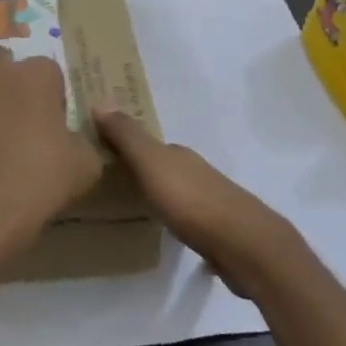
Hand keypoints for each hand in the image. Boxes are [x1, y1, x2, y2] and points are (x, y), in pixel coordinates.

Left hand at [0, 48, 102, 273]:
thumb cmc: (41, 182)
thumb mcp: (86, 165)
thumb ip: (80, 139)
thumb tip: (71, 139)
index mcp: (36, 74)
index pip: (48, 71)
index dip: (50, 96)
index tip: (52, 124)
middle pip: (2, 64)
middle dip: (8, 83)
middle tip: (16, 122)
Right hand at [93, 108, 309, 301]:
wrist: (245, 246)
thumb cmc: (192, 202)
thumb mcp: (152, 165)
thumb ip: (127, 137)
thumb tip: (100, 98)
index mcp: (179, 155)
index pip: (148, 145)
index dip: (125, 146)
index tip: (101, 154)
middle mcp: (196, 172)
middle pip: (164, 167)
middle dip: (141, 171)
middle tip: (111, 184)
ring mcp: (211, 202)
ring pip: (177, 191)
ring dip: (159, 195)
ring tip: (133, 208)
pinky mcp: (218, 231)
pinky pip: (188, 218)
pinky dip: (175, 219)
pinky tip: (167, 232)